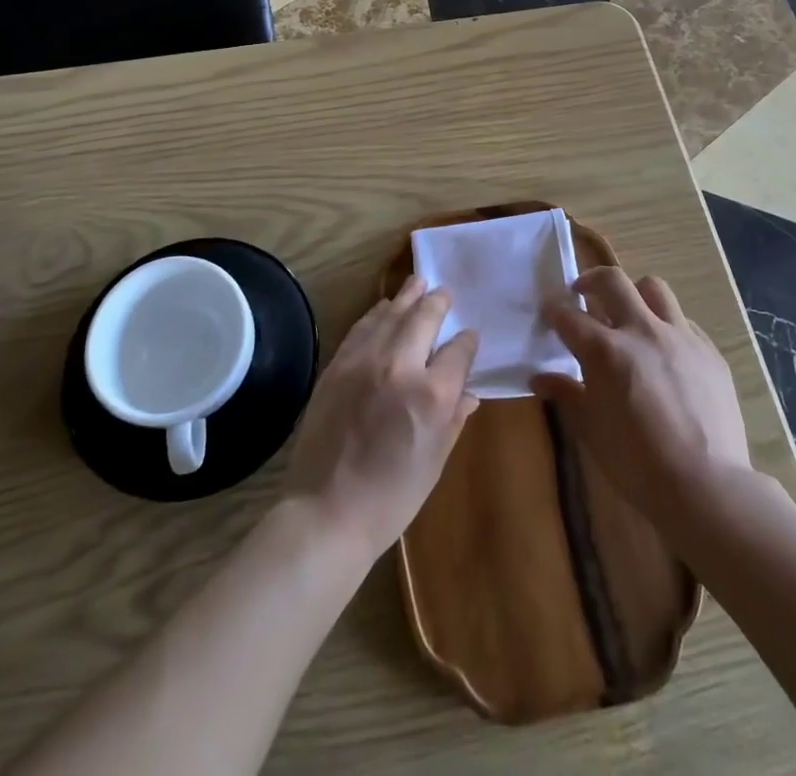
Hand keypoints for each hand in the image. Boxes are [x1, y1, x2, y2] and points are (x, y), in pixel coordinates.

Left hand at [284, 276, 478, 560]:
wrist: (326, 513)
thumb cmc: (391, 498)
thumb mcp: (435, 462)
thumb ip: (454, 419)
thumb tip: (468, 393)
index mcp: (432, 394)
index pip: (458, 351)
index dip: (467, 342)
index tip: (469, 337)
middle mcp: (400, 366)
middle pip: (424, 318)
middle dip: (437, 302)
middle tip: (443, 293)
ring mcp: (364, 361)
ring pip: (391, 314)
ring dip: (407, 297)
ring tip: (417, 282)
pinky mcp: (337, 365)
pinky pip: (362, 327)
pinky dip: (377, 313)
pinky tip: (384, 308)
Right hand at [531, 267, 751, 521]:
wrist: (707, 487)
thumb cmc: (637, 463)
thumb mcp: (590, 429)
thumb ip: (566, 394)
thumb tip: (540, 378)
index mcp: (605, 350)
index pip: (569, 316)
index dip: (554, 311)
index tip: (549, 312)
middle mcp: (641, 331)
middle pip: (612, 281)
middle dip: (591, 280)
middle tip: (583, 293)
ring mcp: (680, 337)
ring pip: (654, 289)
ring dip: (635, 294)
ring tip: (629, 314)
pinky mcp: (709, 351)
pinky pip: (684, 322)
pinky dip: (666, 326)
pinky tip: (665, 352)